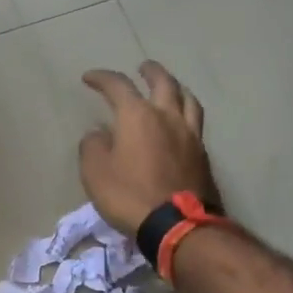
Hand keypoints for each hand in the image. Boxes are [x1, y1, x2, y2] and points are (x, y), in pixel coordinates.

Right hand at [79, 61, 220, 233]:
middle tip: (142, 68)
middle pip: (163, 83)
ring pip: (187, 99)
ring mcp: (190, 135)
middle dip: (150, 72)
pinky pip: (195, 123)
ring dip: (176, 88)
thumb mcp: (95, 172)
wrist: (177, 225)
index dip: (102, 78)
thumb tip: (99, 134)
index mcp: (137, 116)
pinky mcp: (202, 155)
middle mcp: (167, 116)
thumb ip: (93, 146)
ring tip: (170, 88)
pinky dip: (185, 114)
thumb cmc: (129, 195)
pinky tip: (180, 123)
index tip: (89, 78)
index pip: (118, 86)